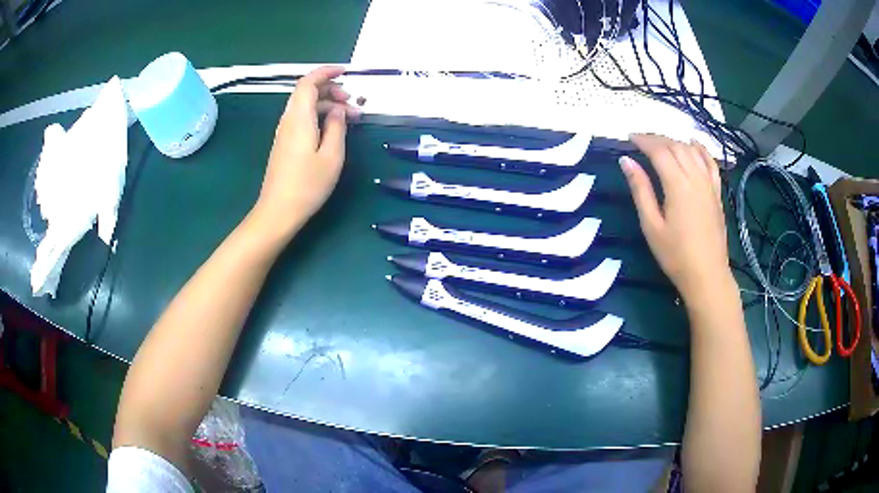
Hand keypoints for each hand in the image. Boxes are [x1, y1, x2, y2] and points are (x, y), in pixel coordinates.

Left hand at [252, 66, 359, 240]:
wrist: (278, 211)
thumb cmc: (307, 185)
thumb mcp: (331, 156)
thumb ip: (337, 127)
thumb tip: (338, 110)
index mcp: (299, 118)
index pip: (308, 83)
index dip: (326, 72)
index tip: (346, 72)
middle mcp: (288, 121)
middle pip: (307, 92)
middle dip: (331, 90)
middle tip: (353, 103)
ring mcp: (284, 133)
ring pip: (305, 106)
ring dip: (327, 105)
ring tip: (349, 118)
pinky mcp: (285, 144)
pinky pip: (302, 119)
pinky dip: (319, 116)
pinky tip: (332, 130)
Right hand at [620, 134, 731, 301]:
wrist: (707, 276)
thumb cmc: (675, 255)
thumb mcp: (651, 225)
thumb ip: (640, 190)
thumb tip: (626, 161)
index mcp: (678, 185)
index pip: (659, 151)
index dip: (643, 140)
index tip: (629, 138)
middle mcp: (695, 177)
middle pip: (676, 146)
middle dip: (657, 138)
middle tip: (641, 141)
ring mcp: (709, 184)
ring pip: (692, 151)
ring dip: (675, 141)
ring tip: (661, 144)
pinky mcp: (716, 193)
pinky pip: (710, 163)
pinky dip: (701, 149)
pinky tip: (693, 143)